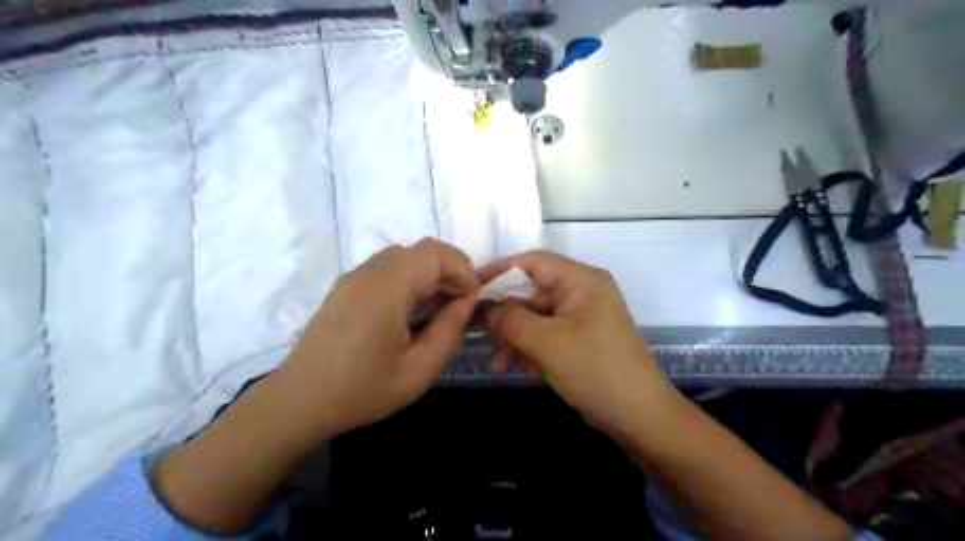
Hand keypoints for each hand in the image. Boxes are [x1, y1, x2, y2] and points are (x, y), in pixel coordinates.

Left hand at [276, 238, 477, 439]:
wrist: (299, 402)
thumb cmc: (362, 391)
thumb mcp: (418, 370)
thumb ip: (449, 330)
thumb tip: (467, 301)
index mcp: (386, 289)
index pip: (434, 254)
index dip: (463, 269)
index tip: (473, 299)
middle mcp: (368, 272)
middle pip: (421, 250)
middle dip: (451, 268)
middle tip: (461, 301)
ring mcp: (354, 277)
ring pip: (404, 256)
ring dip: (431, 272)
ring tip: (440, 305)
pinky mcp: (346, 287)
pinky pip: (387, 268)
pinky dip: (411, 278)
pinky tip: (413, 308)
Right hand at [480, 252, 673, 436]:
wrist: (638, 416)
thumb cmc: (594, 370)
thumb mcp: (547, 342)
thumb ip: (510, 319)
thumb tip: (486, 309)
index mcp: (581, 280)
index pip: (533, 262)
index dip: (499, 270)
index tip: (470, 286)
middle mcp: (581, 292)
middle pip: (531, 291)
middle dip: (503, 313)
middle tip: (474, 328)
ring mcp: (580, 317)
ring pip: (535, 316)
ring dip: (512, 336)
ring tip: (494, 361)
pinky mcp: (578, 340)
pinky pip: (545, 334)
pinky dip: (526, 347)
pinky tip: (509, 367)